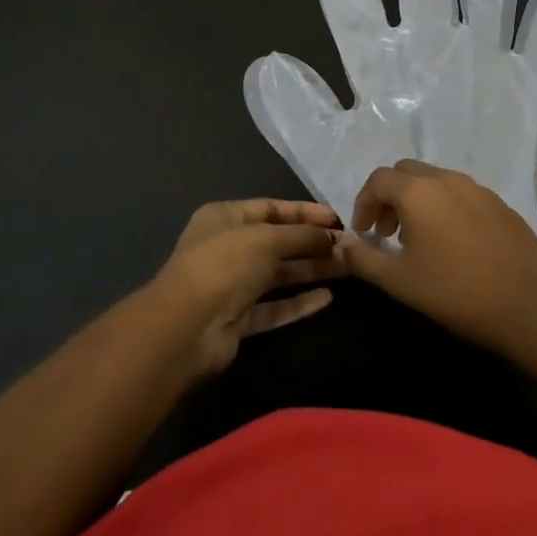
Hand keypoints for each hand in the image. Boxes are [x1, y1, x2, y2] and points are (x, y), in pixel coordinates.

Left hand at [148, 199, 347, 377]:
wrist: (187, 326)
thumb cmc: (225, 264)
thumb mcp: (267, 238)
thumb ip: (302, 235)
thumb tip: (334, 237)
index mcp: (224, 217)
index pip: (271, 208)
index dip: (304, 212)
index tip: (337, 219)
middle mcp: (227, 248)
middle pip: (277, 242)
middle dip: (312, 243)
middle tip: (349, 246)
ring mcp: (232, 285)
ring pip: (278, 275)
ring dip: (310, 271)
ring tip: (347, 268)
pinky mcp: (238, 319)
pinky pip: (274, 307)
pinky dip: (299, 303)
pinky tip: (327, 298)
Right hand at [336, 160, 536, 349]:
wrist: (526, 307)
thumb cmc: (454, 291)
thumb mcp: (398, 280)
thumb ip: (363, 258)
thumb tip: (341, 244)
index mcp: (419, 191)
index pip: (378, 179)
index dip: (364, 203)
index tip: (364, 233)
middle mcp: (448, 179)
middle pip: (407, 173)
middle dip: (390, 197)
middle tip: (388, 233)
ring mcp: (479, 189)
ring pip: (437, 181)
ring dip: (419, 201)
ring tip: (419, 240)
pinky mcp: (502, 204)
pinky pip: (463, 195)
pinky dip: (447, 208)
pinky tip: (454, 245)